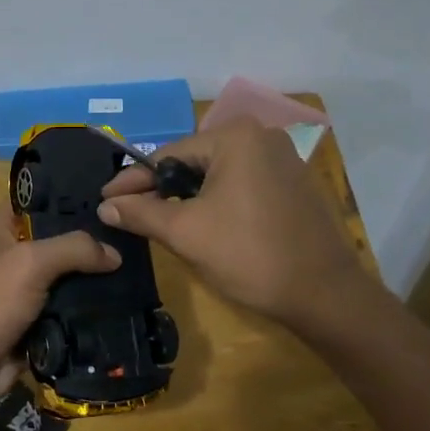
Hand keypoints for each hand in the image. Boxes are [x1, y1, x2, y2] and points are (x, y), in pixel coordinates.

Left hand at [0, 204, 119, 404]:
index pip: (41, 200)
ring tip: (143, 272)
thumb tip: (115, 254)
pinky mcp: (36, 328)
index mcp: (3, 230)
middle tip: (138, 237)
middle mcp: (15, 257)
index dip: (72, 195)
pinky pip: (70, 315)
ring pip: (70, 281)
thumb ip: (73, 249)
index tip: (113, 195)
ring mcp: (26, 294)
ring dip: (98, 282)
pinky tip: (129, 306)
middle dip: (95, 242)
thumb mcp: (28, 263)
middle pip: (62, 242)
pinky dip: (91, 315)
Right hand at [97, 121, 371, 329]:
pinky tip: (202, 222)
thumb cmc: (250, 255)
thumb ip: (141, 214)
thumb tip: (105, 206)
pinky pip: (242, 183)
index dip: (133, 181)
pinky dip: (217, 200)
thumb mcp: (186, 233)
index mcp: (235, 137)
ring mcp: (282, 159)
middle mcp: (261, 136)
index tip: (105, 200)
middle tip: (130, 212)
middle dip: (161, 189)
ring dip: (188, 196)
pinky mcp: (293, 183)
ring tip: (159, 220)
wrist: (324, 295)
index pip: (168, 155)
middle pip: (193, 162)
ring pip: (217, 174)